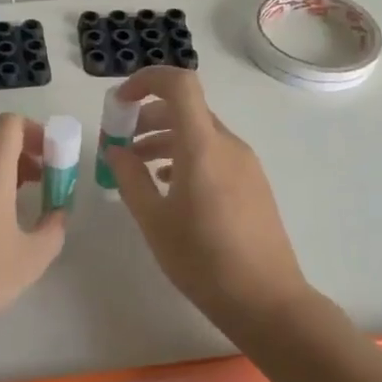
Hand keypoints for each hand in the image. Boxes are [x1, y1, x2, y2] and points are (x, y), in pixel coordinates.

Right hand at [103, 66, 310, 330]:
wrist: (266, 300)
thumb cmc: (202, 260)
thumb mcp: (154, 220)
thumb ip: (130, 178)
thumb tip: (116, 150)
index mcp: (202, 146)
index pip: (180, 84)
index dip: (146, 80)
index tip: (119, 103)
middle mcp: (227, 144)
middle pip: (186, 108)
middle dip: (147, 116)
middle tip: (119, 142)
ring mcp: (245, 163)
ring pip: (199, 132)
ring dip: (164, 138)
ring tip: (136, 166)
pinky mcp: (252, 183)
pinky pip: (214, 153)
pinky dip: (185, 155)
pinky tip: (168, 186)